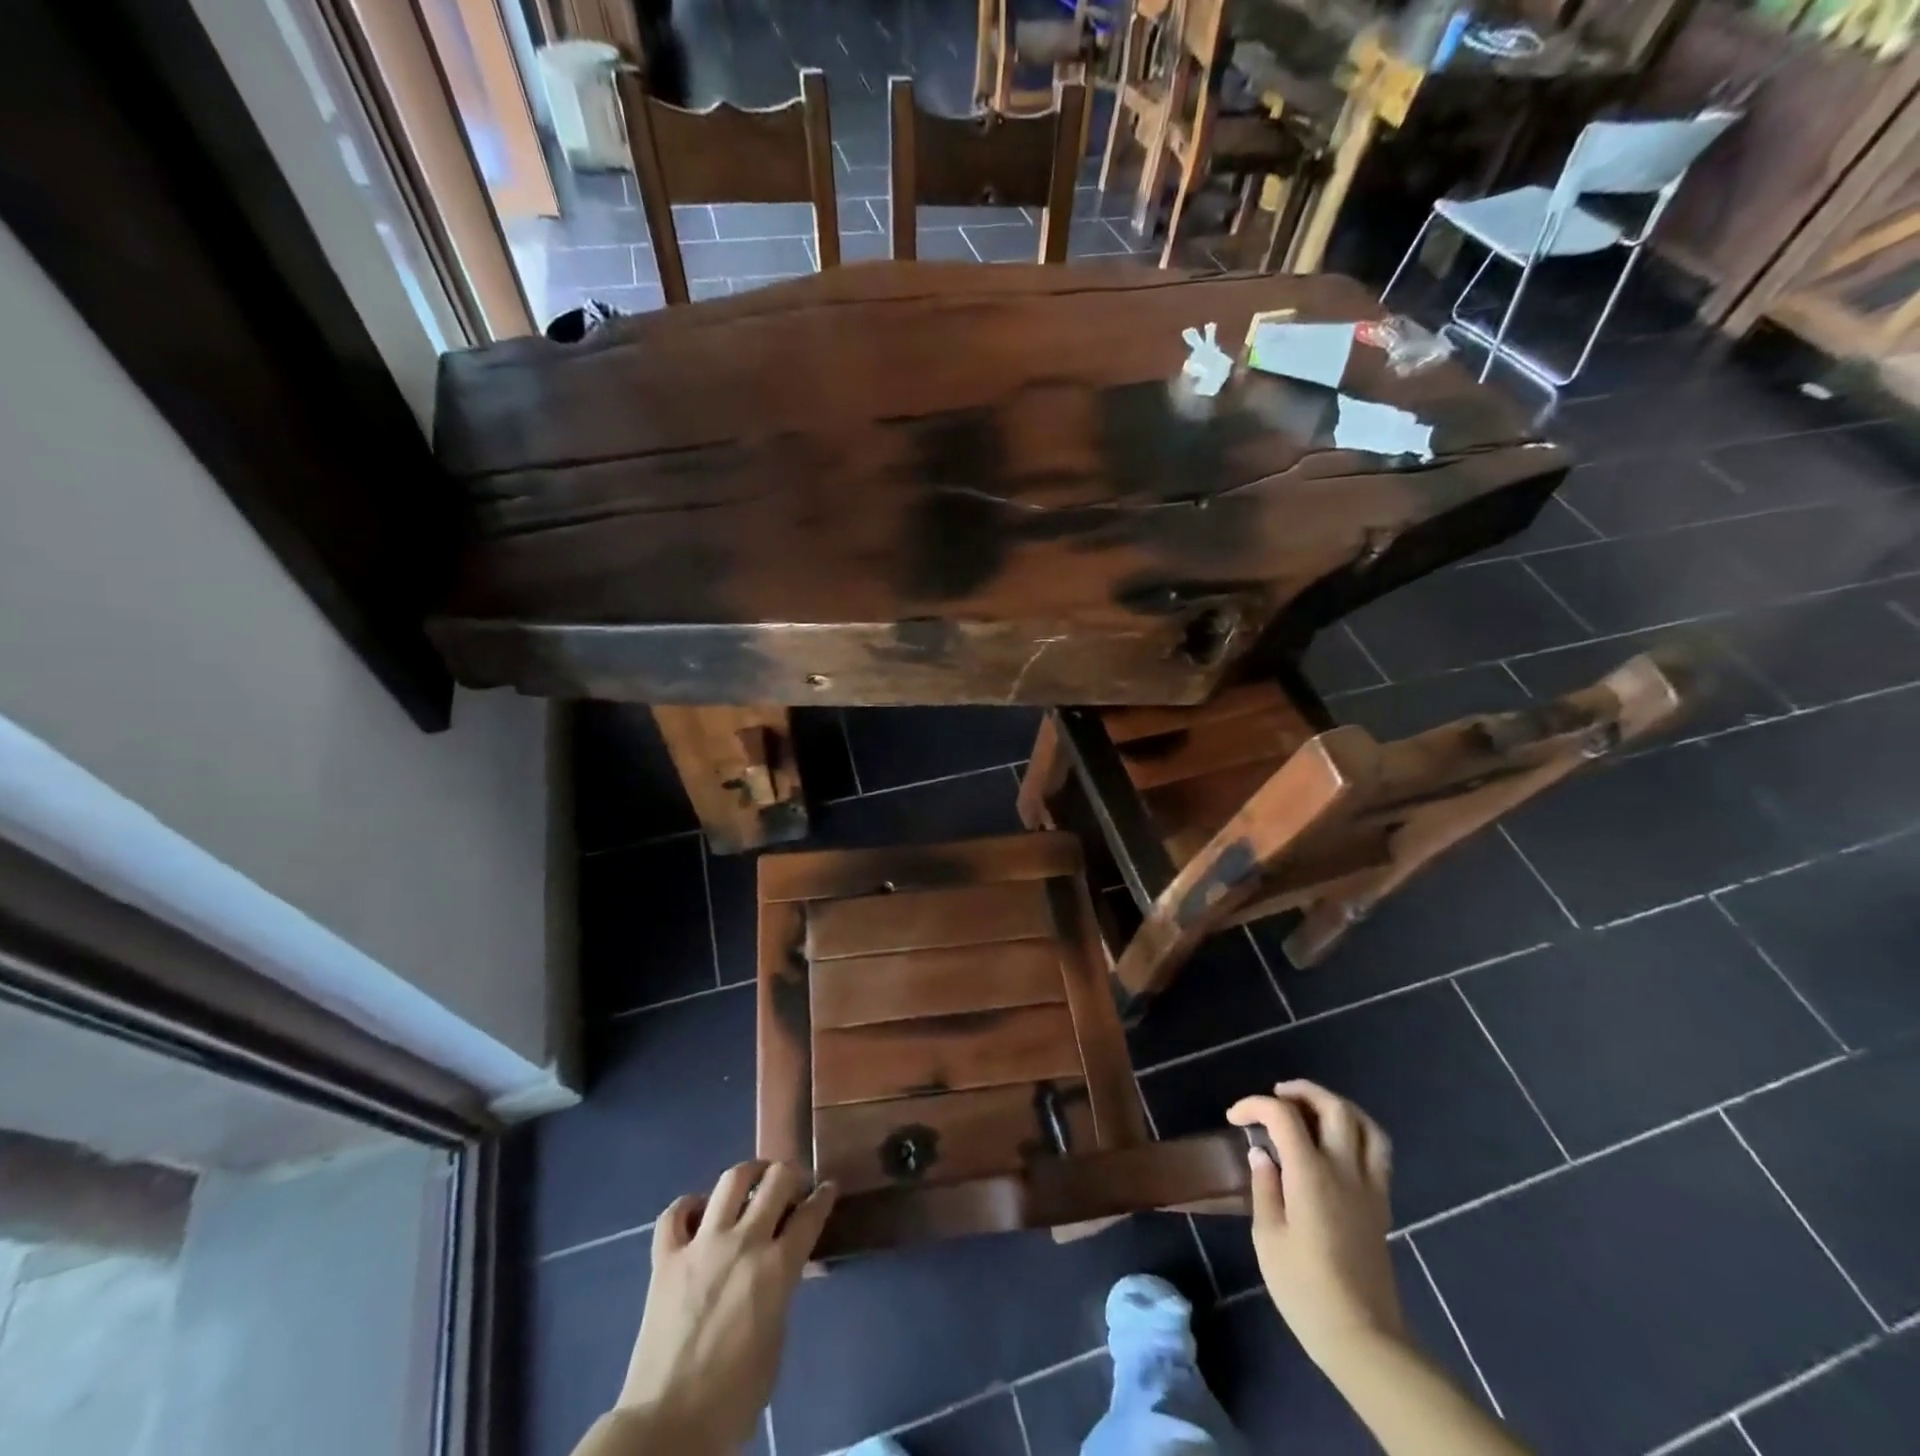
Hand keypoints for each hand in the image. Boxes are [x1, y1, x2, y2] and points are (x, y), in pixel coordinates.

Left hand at [615, 1161, 835, 1452]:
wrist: (668, 1427)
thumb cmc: (733, 1399)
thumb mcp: (775, 1343)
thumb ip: (781, 1294)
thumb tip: (781, 1271)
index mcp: (777, 1268)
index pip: (810, 1214)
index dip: (824, 1196)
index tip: (828, 1187)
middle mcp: (744, 1243)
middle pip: (776, 1180)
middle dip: (790, 1174)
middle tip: (791, 1183)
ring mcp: (702, 1245)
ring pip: (731, 1180)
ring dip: (748, 1173)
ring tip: (752, 1179)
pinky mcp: (665, 1258)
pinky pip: (674, 1213)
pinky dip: (688, 1206)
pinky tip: (696, 1213)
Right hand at [1227, 1081, 1403, 1367]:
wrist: (1362, 1338)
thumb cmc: (1304, 1288)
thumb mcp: (1268, 1237)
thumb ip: (1265, 1187)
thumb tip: (1262, 1153)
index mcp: (1310, 1174)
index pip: (1283, 1116)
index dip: (1255, 1105)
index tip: (1235, 1118)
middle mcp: (1344, 1170)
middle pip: (1333, 1108)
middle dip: (1302, 1092)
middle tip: (1277, 1096)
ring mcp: (1369, 1187)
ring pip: (1365, 1125)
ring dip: (1336, 1106)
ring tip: (1312, 1110)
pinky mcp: (1382, 1206)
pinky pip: (1378, 1152)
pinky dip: (1358, 1132)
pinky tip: (1336, 1145)